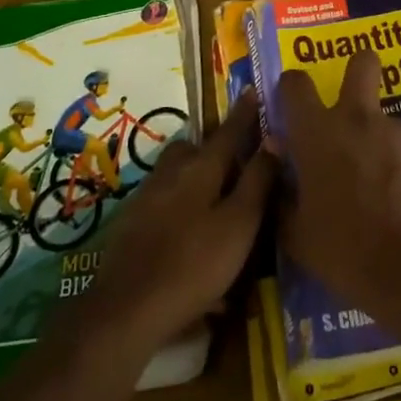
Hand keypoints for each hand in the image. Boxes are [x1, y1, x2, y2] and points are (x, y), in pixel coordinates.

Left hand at [87, 90, 276, 352]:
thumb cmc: (193, 264)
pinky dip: (179, 203)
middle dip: (215, 146)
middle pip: (195, 148)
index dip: (244, 113)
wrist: (126, 310)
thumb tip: (274, 137)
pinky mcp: (131, 223)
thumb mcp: (239, 225)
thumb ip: (257, 181)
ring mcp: (146, 197)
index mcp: (201, 167)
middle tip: (236, 157)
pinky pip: (163, 199)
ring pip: (176, 172)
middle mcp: (171, 172)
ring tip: (214, 197)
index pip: (229, 131)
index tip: (254, 90)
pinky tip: (187, 230)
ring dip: (195, 175)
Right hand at [274, 50, 400, 316]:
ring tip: (369, 180)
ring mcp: (394, 132)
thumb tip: (277, 172)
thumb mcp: (295, 232)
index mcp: (317, 132)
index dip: (289, 87)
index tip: (289, 105)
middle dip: (356, 69)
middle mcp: (356, 118)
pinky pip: (399, 147)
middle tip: (346, 103)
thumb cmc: (342, 248)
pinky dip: (392, 162)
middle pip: (362, 63)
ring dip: (372, 136)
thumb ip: (282, 194)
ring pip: (380, 116)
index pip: (296, 84)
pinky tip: (392, 198)